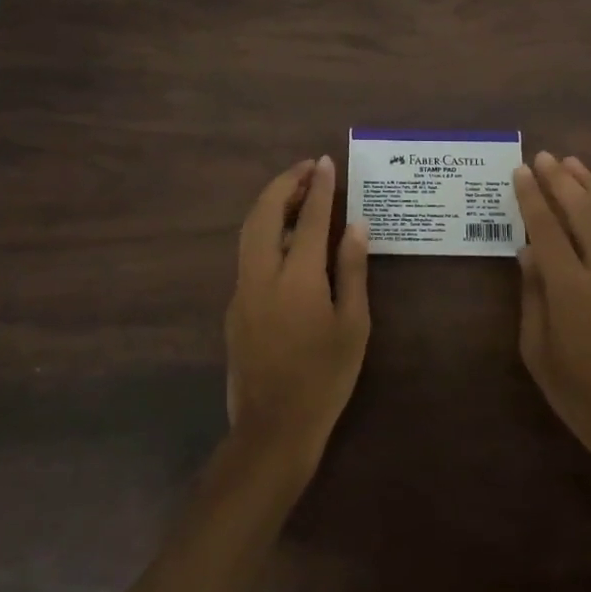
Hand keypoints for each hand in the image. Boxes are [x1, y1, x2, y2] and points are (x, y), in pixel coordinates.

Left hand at [225, 156, 370, 480]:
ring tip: (298, 191)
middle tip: (308, 169)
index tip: (326, 162)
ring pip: (250, 230)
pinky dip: (266, 229)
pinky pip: (248, 252)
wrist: (273, 429)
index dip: (319, 187)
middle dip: (285, 183)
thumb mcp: (353, 326)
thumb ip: (353, 270)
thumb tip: (356, 225)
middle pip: (266, 213)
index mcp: (298, 279)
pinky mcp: (234, 305)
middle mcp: (262, 275)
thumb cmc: (325, 379)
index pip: (309, 219)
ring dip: (272, 203)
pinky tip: (286, 235)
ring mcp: (242, 290)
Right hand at [514, 152, 590, 503]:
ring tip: (575, 165)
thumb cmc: (584, 398)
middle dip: (562, 179)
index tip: (521, 171)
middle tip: (545, 157)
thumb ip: (533, 297)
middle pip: (584, 211)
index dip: (532, 196)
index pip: (547, 227)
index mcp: (572, 289)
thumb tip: (528, 253)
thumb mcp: (540, 353)